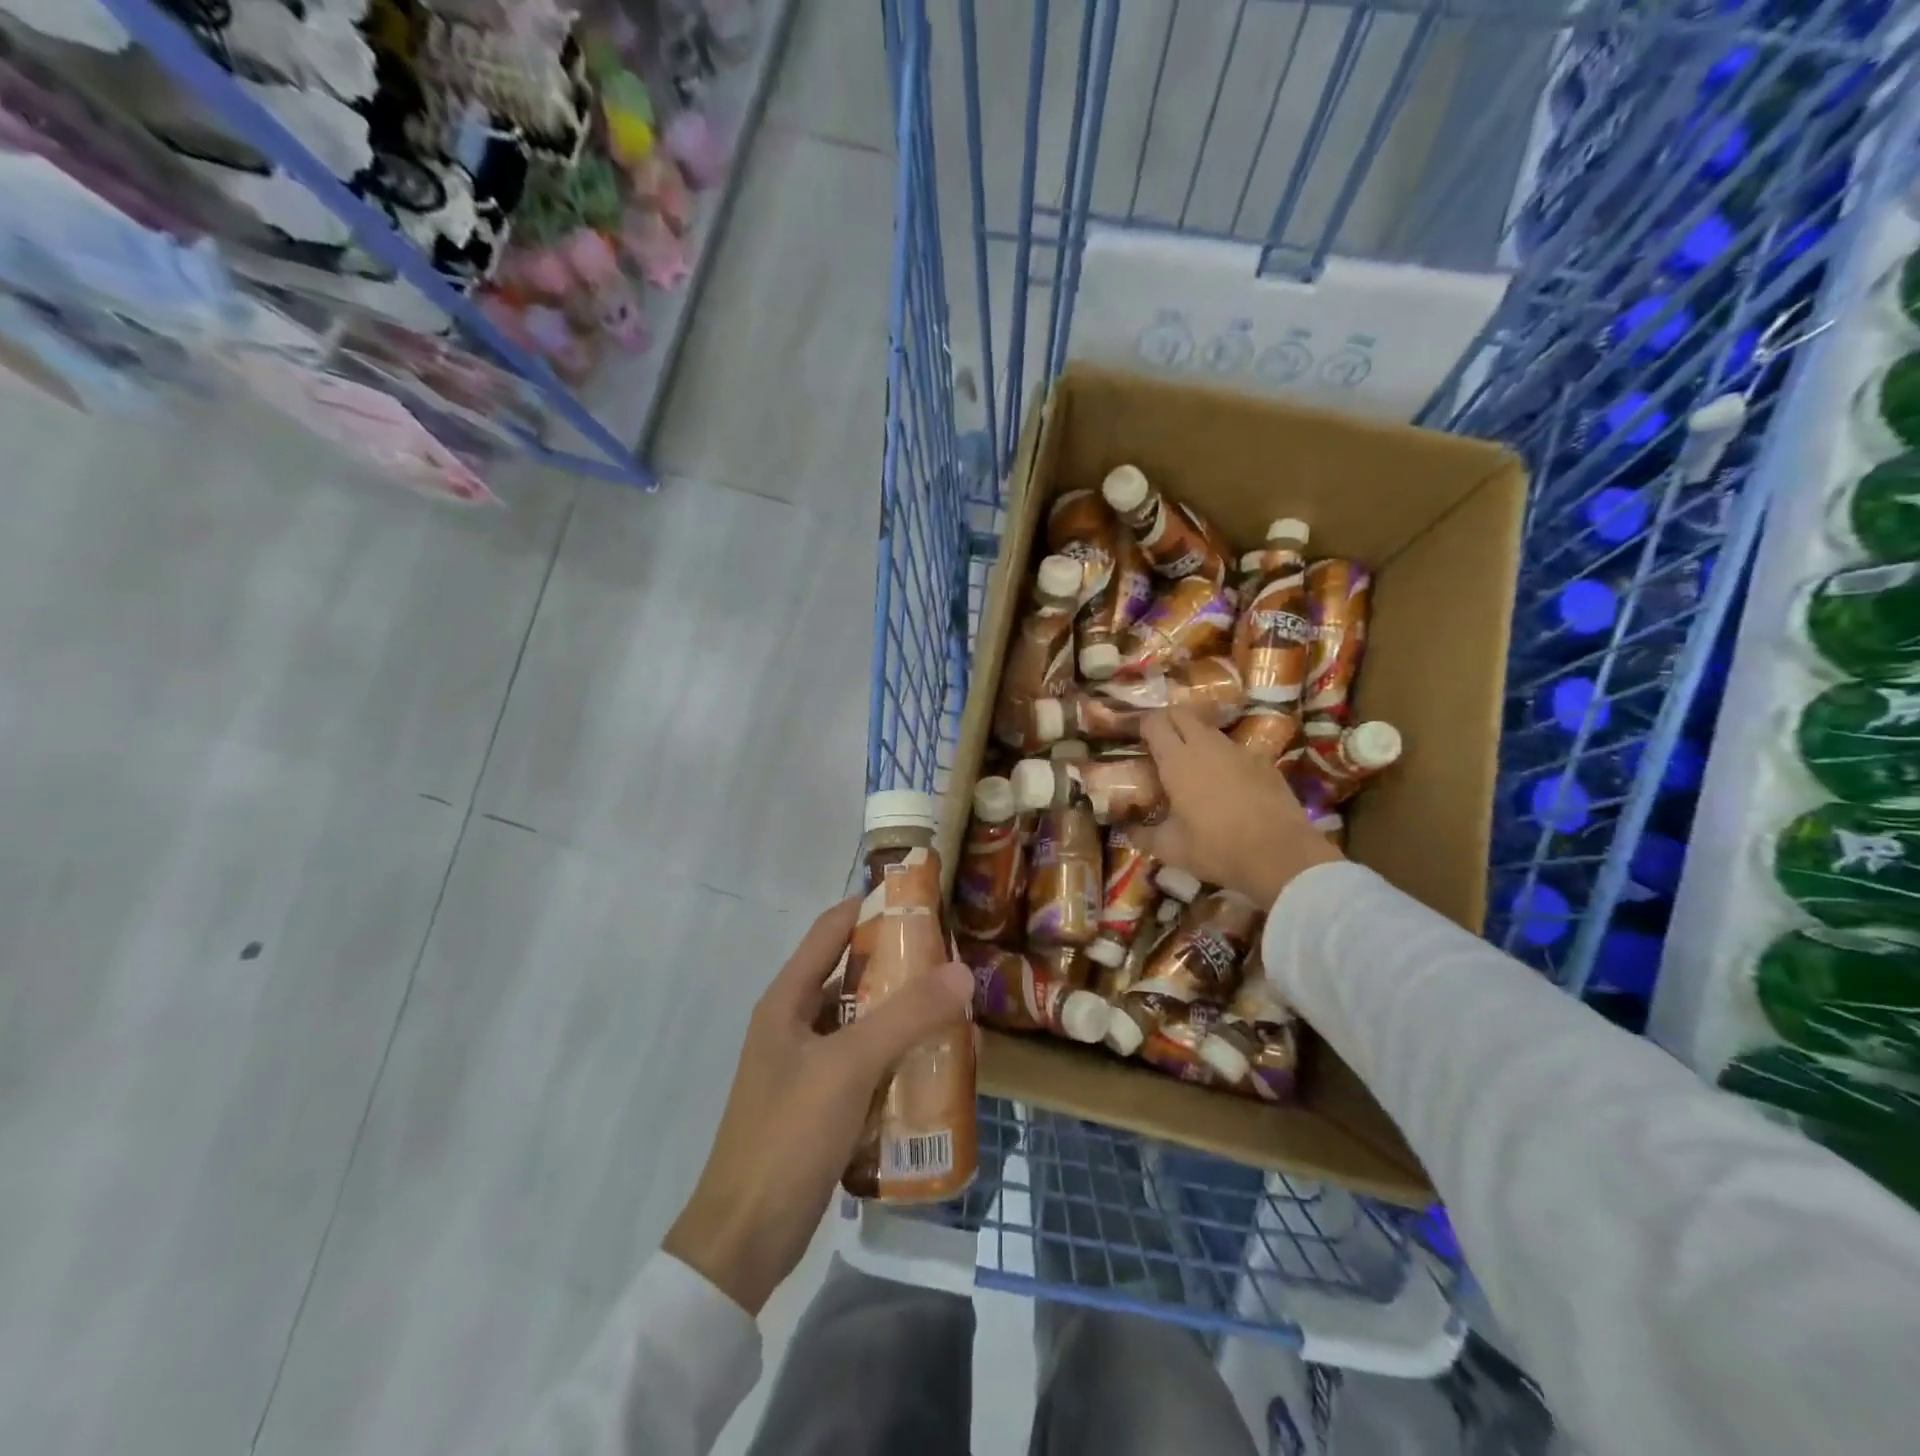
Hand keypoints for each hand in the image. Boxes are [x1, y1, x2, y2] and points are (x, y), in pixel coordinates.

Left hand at [662, 897, 975, 1314]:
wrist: (744, 1240)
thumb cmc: (788, 1136)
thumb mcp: (849, 1067)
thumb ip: (906, 1017)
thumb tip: (963, 970)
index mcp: (788, 1000)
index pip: (831, 929)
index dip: (872, 906)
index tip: (923, 901)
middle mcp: (795, 1023)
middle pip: (852, 975)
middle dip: (901, 966)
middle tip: (954, 962)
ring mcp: (807, 1066)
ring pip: (863, 1023)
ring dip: (903, 1016)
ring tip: (955, 1012)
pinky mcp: (821, 1103)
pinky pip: (866, 1064)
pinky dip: (897, 1058)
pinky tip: (934, 1066)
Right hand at [1132, 706, 1343, 907]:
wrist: (1280, 855)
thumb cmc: (1216, 848)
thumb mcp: (1171, 848)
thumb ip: (1143, 835)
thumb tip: (1125, 832)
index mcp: (1177, 761)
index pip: (1154, 722)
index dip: (1143, 725)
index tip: (1137, 738)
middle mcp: (1206, 746)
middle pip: (1182, 714)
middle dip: (1168, 721)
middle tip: (1160, 742)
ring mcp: (1238, 751)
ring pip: (1210, 730)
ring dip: (1196, 737)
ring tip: (1192, 762)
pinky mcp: (1264, 762)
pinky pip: (1235, 750)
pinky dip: (1224, 757)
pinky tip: (1226, 782)